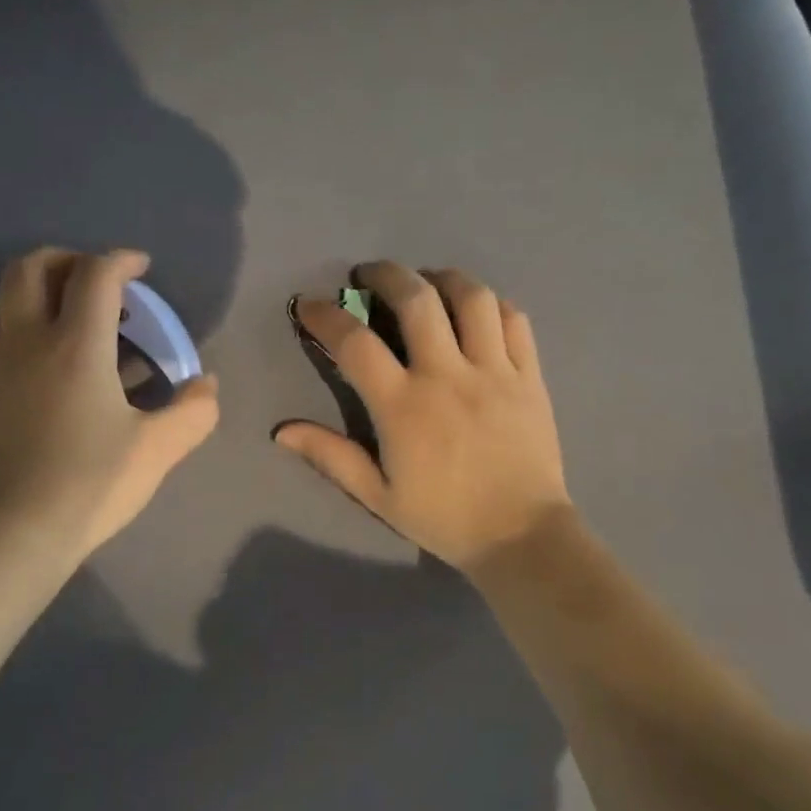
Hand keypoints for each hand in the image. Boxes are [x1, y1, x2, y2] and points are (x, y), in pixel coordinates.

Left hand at [0, 247, 219, 560]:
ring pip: (3, 296)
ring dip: (37, 286)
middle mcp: (30, 341)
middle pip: (31, 267)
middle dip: (68, 259)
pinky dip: (20, 320)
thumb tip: (205, 386)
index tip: (142, 269)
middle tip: (99, 281)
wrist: (12, 531)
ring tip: (70, 310)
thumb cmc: (89, 483)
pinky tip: (49, 356)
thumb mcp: (157, 450)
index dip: (121, 260)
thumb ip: (193, 412)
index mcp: (76, 346)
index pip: (94, 275)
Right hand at [274, 262, 572, 573]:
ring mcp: (494, 371)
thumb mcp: (377, 495)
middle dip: (385, 275)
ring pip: (472, 297)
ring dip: (442, 278)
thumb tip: (282, 431)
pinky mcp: (529, 376)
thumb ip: (331, 456)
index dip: (325, 317)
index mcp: (403, 406)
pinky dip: (491, 304)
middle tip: (368, 275)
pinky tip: (476, 310)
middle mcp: (448, 375)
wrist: (521, 535)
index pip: (355, 343)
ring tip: (426, 283)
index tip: (310, 307)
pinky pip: (514, 320)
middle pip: (417, 299)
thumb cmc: (443, 517)